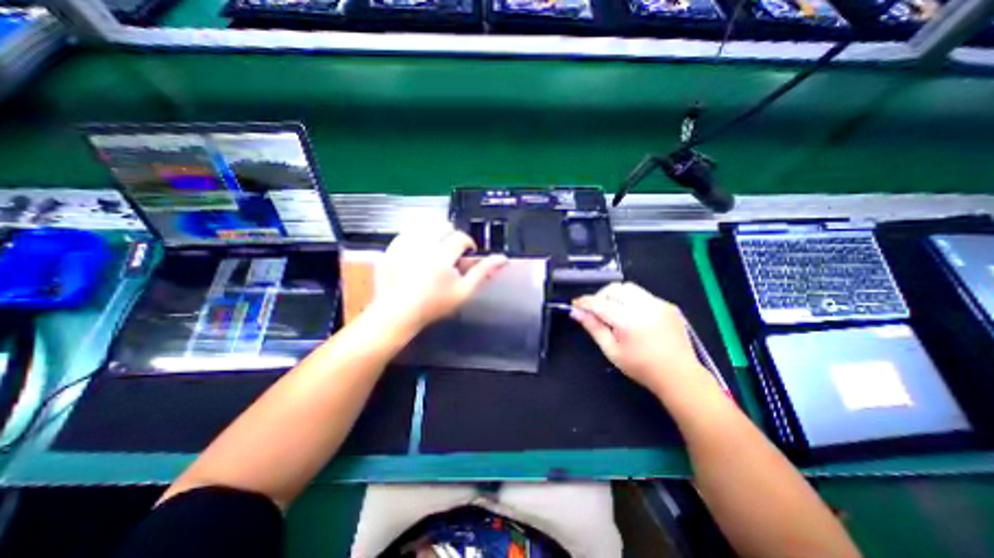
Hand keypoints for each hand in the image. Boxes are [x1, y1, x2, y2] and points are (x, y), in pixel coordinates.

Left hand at [369, 222, 507, 334]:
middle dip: (451, 236)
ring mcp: (403, 245)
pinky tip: (418, 252)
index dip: (467, 244)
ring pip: (425, 226)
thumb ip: (483, 272)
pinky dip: (416, 238)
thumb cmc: (434, 305)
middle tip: (451, 253)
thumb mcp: (463, 291)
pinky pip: (408, 232)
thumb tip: (503, 258)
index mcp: (442, 255)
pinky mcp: (391, 247)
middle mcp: (422, 245)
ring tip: (435, 252)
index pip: (461, 237)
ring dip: (434, 235)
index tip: (466, 254)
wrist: (398, 313)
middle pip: (443, 226)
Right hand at [576, 283, 705, 396]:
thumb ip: (593, 327)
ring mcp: (659, 304)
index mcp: (629, 321)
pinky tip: (633, 316)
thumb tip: (576, 312)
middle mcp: (645, 307)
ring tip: (614, 312)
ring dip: (615, 295)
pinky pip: (642, 294)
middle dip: (601, 296)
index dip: (585, 302)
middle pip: (614, 288)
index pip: (600, 303)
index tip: (575, 304)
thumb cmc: (641, 367)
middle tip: (596, 311)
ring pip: (628, 288)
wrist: (680, 375)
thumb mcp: (611, 350)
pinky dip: (631, 300)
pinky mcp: (668, 305)